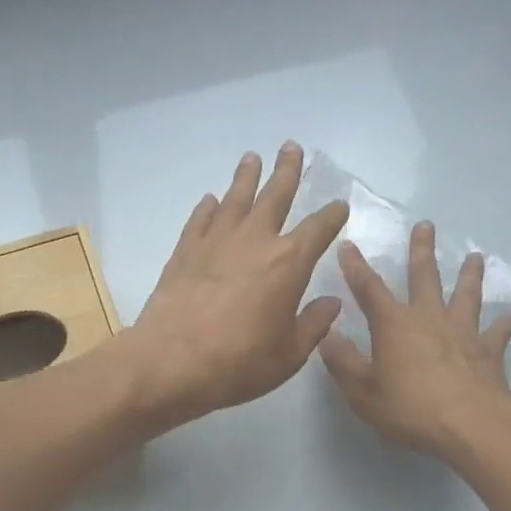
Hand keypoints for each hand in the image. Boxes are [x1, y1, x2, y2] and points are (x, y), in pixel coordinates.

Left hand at [118, 141, 349, 427]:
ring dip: (246, 177)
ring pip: (235, 199)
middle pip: (275, 196)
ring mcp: (216, 242)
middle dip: (288, 171)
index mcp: (289, 263)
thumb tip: (331, 303)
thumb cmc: (238, 363)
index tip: (340, 205)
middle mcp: (254, 241)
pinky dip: (208, 208)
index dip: (332, 215)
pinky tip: (211, 200)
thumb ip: (313, 325)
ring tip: (252, 158)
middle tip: (292, 147)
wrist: (171, 361)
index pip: (319, 229)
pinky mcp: (185, 252)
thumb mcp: (288, 355)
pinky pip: (200, 220)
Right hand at [319, 220, 510, 456]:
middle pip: (424, 278)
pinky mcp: (488, 353)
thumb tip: (326, 334)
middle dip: (421, 251)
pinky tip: (507, 316)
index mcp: (394, 325)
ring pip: (466, 296)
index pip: (369, 289)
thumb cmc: (409, 408)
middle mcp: (429, 319)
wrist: (471, 425)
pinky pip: (495, 333)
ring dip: (469, 276)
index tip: (349, 245)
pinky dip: (500, 324)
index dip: (356, 267)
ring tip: (475, 257)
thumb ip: (343, 362)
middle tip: (426, 225)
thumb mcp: (362, 391)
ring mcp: (463, 333)